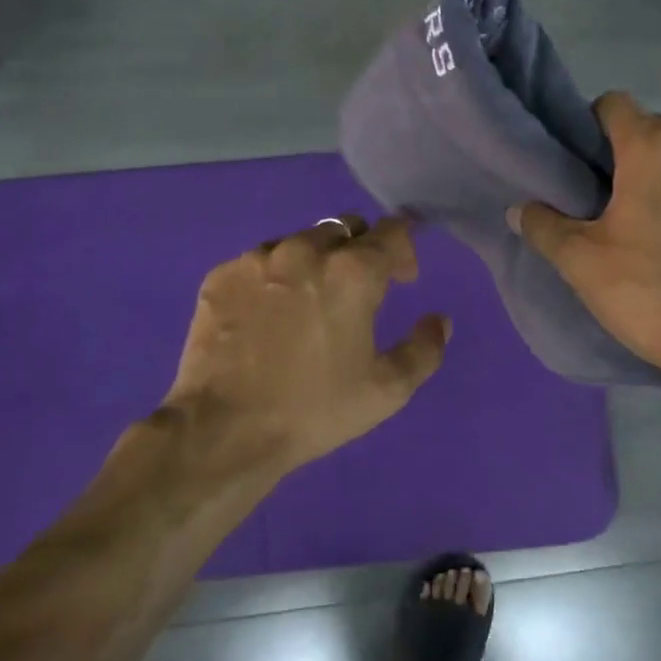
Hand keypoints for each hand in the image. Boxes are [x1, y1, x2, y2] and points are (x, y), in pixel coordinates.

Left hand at [158, 216, 450, 477]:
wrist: (224, 431)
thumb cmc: (314, 409)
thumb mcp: (387, 390)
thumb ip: (424, 348)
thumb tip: (439, 320)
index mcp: (353, 272)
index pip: (392, 231)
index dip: (405, 249)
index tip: (403, 278)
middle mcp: (306, 250)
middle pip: (345, 229)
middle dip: (360, 251)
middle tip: (357, 290)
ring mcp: (258, 259)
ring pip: (299, 241)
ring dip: (315, 261)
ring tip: (308, 301)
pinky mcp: (221, 275)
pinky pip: (259, 260)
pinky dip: (274, 276)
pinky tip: (268, 313)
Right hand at [509, 93, 660, 383]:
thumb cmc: (649, 293)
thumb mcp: (581, 262)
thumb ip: (543, 226)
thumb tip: (519, 210)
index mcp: (656, 149)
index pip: (615, 104)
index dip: (590, 125)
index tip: (582, 163)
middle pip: (655, 132)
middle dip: (630, 157)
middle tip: (611, 202)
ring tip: (655, 228)